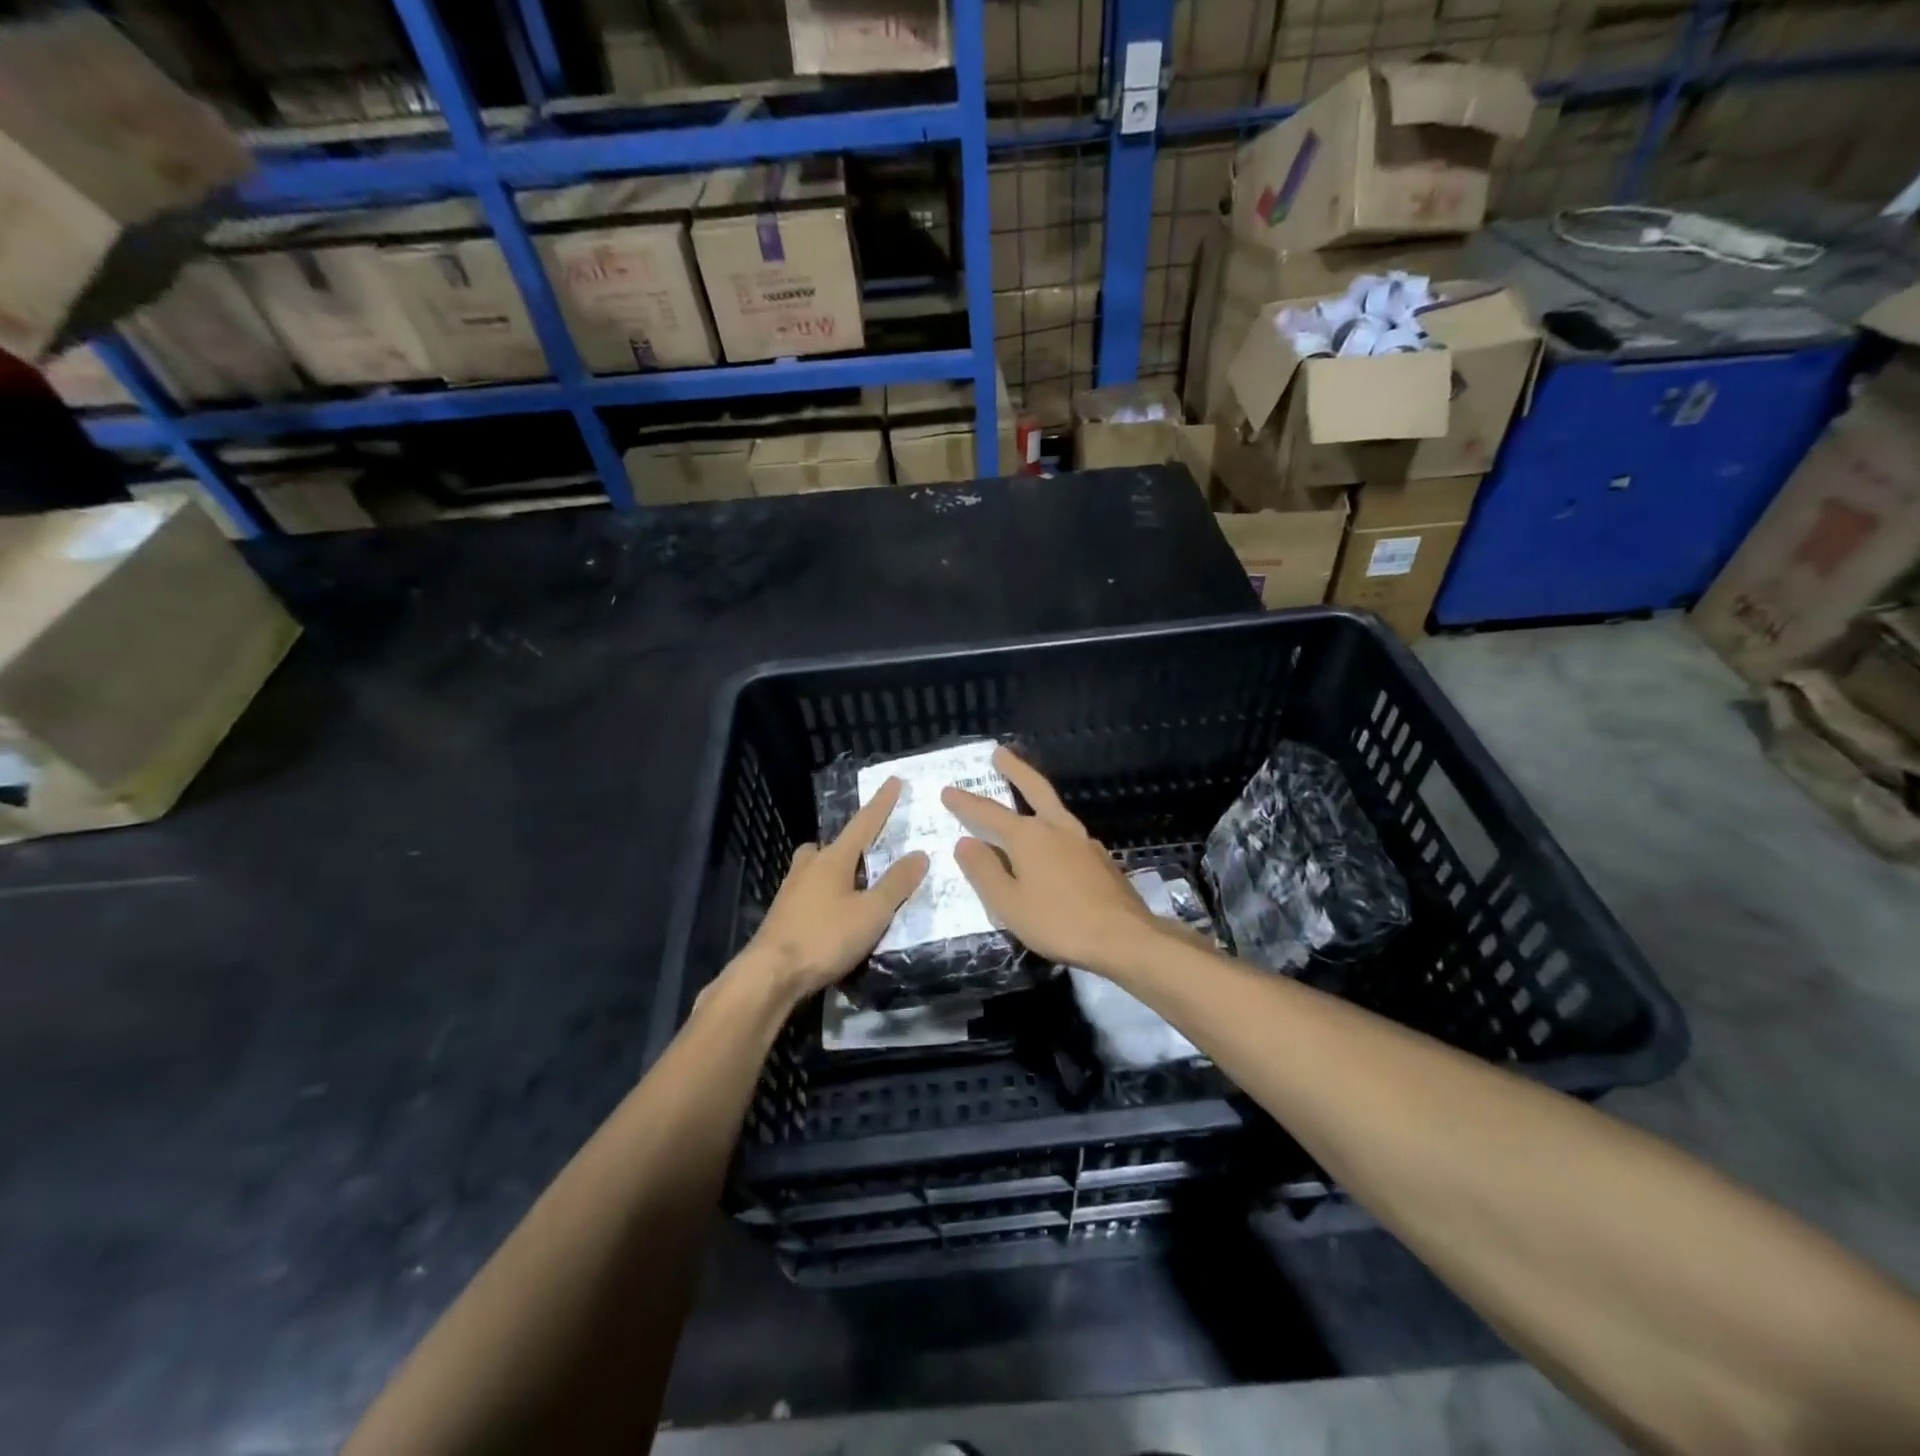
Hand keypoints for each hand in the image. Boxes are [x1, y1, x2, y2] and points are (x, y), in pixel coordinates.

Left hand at [740, 777, 928, 1002]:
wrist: (770, 975)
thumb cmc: (824, 937)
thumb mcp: (871, 913)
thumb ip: (896, 884)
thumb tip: (919, 854)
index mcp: (833, 859)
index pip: (864, 824)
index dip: (882, 804)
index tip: (893, 781)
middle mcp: (809, 867)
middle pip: (831, 845)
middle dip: (850, 844)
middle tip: (867, 853)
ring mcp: (791, 891)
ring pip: (814, 868)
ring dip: (833, 870)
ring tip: (852, 887)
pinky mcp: (783, 915)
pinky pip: (808, 892)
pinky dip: (823, 895)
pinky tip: (831, 915)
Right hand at [941, 747, 1166, 974]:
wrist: (1124, 937)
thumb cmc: (1058, 921)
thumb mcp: (1008, 903)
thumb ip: (984, 871)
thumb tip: (966, 843)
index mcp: (1029, 836)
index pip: (988, 813)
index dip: (965, 803)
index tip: (948, 790)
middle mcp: (1057, 828)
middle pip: (1034, 788)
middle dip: (1015, 769)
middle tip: (1001, 752)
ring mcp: (1083, 841)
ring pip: (1055, 808)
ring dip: (1037, 795)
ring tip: (1026, 793)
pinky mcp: (1100, 858)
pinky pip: (1069, 833)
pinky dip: (1054, 826)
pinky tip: (1054, 842)